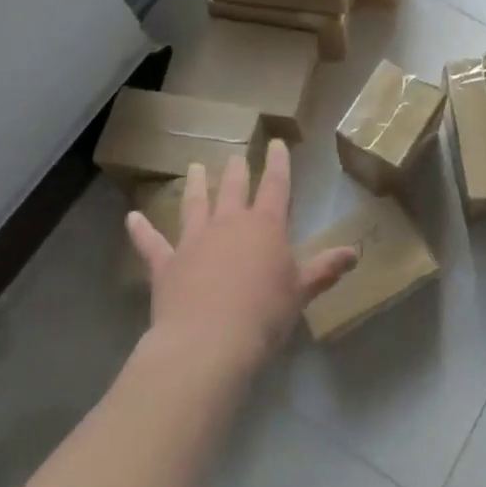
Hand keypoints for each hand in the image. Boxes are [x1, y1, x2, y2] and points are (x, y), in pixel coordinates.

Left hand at [127, 138, 356, 376]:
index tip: (276, 144)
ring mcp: (194, 241)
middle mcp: (229, 223)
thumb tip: (354, 252)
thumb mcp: (301, 291)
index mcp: (265, 225)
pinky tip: (131, 218)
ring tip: (193, 167)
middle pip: (233, 188)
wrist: (208, 342)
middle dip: (237, 170)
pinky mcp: (166, 264)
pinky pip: (151, 243)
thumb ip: (325, 269)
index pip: (276, 185)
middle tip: (236, 156)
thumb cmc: (263, 314)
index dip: (278, 163)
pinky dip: (140, 230)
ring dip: (194, 185)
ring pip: (194, 204)